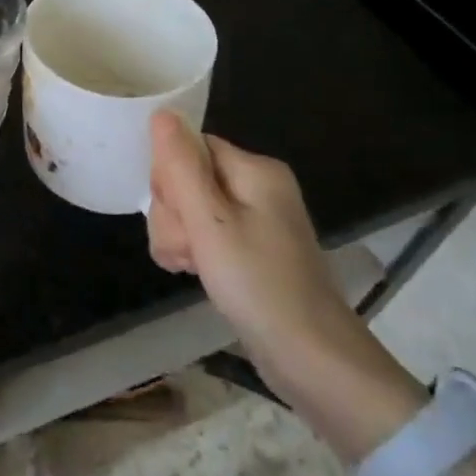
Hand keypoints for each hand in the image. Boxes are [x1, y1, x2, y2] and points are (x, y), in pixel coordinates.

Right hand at [146, 111, 402, 411]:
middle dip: (173, 213)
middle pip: (187, 177)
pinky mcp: (250, 250)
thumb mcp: (210, 223)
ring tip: (191, 266)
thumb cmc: (259, 285)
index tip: (178, 214)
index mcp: (255, 170)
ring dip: (177, 235)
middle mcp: (257, 187)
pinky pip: (204, 234)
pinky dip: (193, 251)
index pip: (189, 148)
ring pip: (189, 208)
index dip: (170, 177)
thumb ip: (181, 167)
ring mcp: (255, 220)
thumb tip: (162, 113)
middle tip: (190, 248)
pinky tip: (195, 272)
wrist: (313, 362)